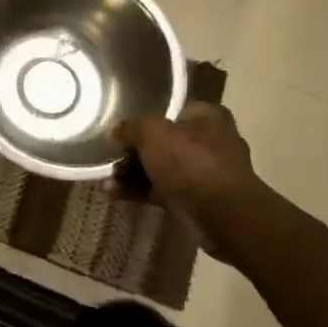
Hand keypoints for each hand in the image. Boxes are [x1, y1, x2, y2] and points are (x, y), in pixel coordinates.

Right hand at [114, 106, 263, 246]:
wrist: (222, 215)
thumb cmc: (190, 162)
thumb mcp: (152, 132)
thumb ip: (131, 127)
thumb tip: (116, 130)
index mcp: (207, 117)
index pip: (173, 111)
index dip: (146, 119)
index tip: (123, 129)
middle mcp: (211, 142)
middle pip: (164, 142)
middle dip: (134, 152)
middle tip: (111, 156)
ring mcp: (205, 173)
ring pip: (161, 169)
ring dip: (132, 174)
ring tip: (105, 180)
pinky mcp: (198, 201)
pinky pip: (162, 191)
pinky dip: (140, 192)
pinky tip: (114, 194)